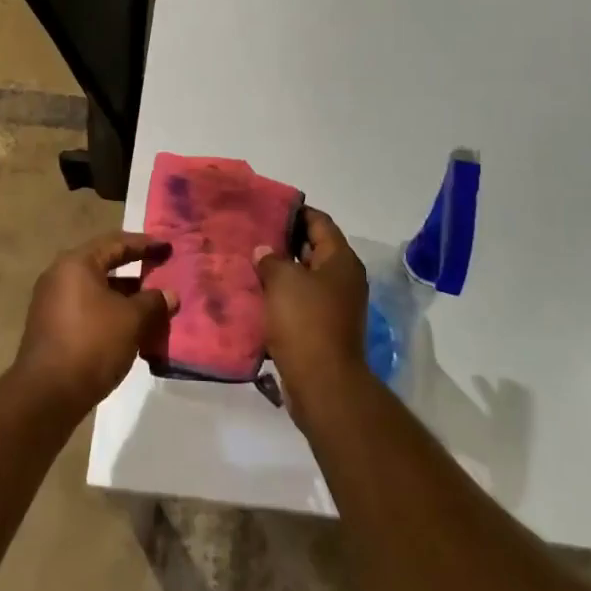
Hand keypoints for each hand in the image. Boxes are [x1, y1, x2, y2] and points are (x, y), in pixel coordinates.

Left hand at [14, 232, 175, 416]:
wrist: (47, 394)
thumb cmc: (92, 343)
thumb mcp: (132, 320)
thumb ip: (154, 302)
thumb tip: (169, 295)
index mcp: (76, 264)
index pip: (116, 243)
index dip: (145, 244)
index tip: (168, 247)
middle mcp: (60, 276)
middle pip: (104, 266)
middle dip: (136, 272)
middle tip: (162, 273)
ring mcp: (52, 303)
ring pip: (97, 291)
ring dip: (125, 297)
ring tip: (153, 307)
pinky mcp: (51, 327)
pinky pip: (87, 310)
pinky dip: (110, 314)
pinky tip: (131, 330)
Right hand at [254, 207, 369, 404]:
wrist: (323, 383)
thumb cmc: (306, 322)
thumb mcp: (283, 281)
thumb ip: (271, 259)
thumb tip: (264, 251)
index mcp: (341, 260)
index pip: (319, 222)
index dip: (294, 212)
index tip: (266, 208)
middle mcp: (343, 279)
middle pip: (312, 248)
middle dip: (283, 241)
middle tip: (251, 234)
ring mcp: (335, 305)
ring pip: (304, 277)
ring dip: (280, 271)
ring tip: (248, 262)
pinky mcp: (323, 328)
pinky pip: (300, 302)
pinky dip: (281, 296)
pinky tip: (256, 294)